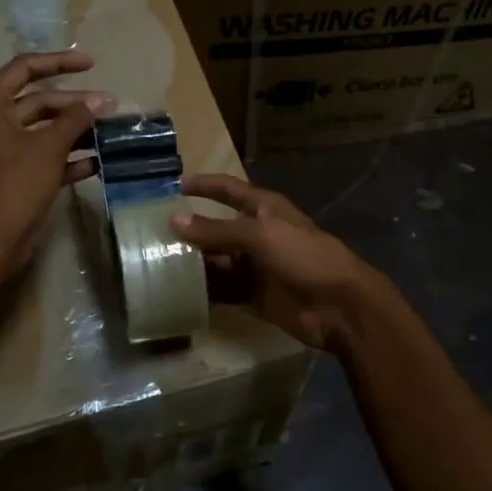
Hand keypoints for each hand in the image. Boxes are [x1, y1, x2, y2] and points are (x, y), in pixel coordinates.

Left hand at [0, 51, 111, 269]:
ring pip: (43, 130)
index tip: (91, 63)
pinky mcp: (13, 174)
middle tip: (109, 106)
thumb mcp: (49, 146)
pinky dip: (66, 157)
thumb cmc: (15, 181)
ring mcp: (1, 149)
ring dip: (74, 130)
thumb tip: (103, 101)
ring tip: (108, 131)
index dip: (60, 62)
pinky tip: (96, 162)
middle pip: (37, 101)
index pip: (25, 68)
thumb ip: (77, 118)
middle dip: (74, 104)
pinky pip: (43, 156)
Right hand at [171, 173, 386, 350]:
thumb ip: (217, 230)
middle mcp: (258, 234)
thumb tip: (174, 219)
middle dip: (189, 229)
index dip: (205, 185)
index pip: (229, 190)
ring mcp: (255, 266)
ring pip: (216, 261)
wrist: (339, 305)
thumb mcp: (261, 235)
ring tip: (157, 263)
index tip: (174, 184)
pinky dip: (203, 290)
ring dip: (193, 262)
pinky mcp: (254, 295)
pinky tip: (177, 291)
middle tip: (151, 233)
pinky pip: (222, 289)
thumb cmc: (305, 257)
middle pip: (217, 228)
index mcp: (265, 210)